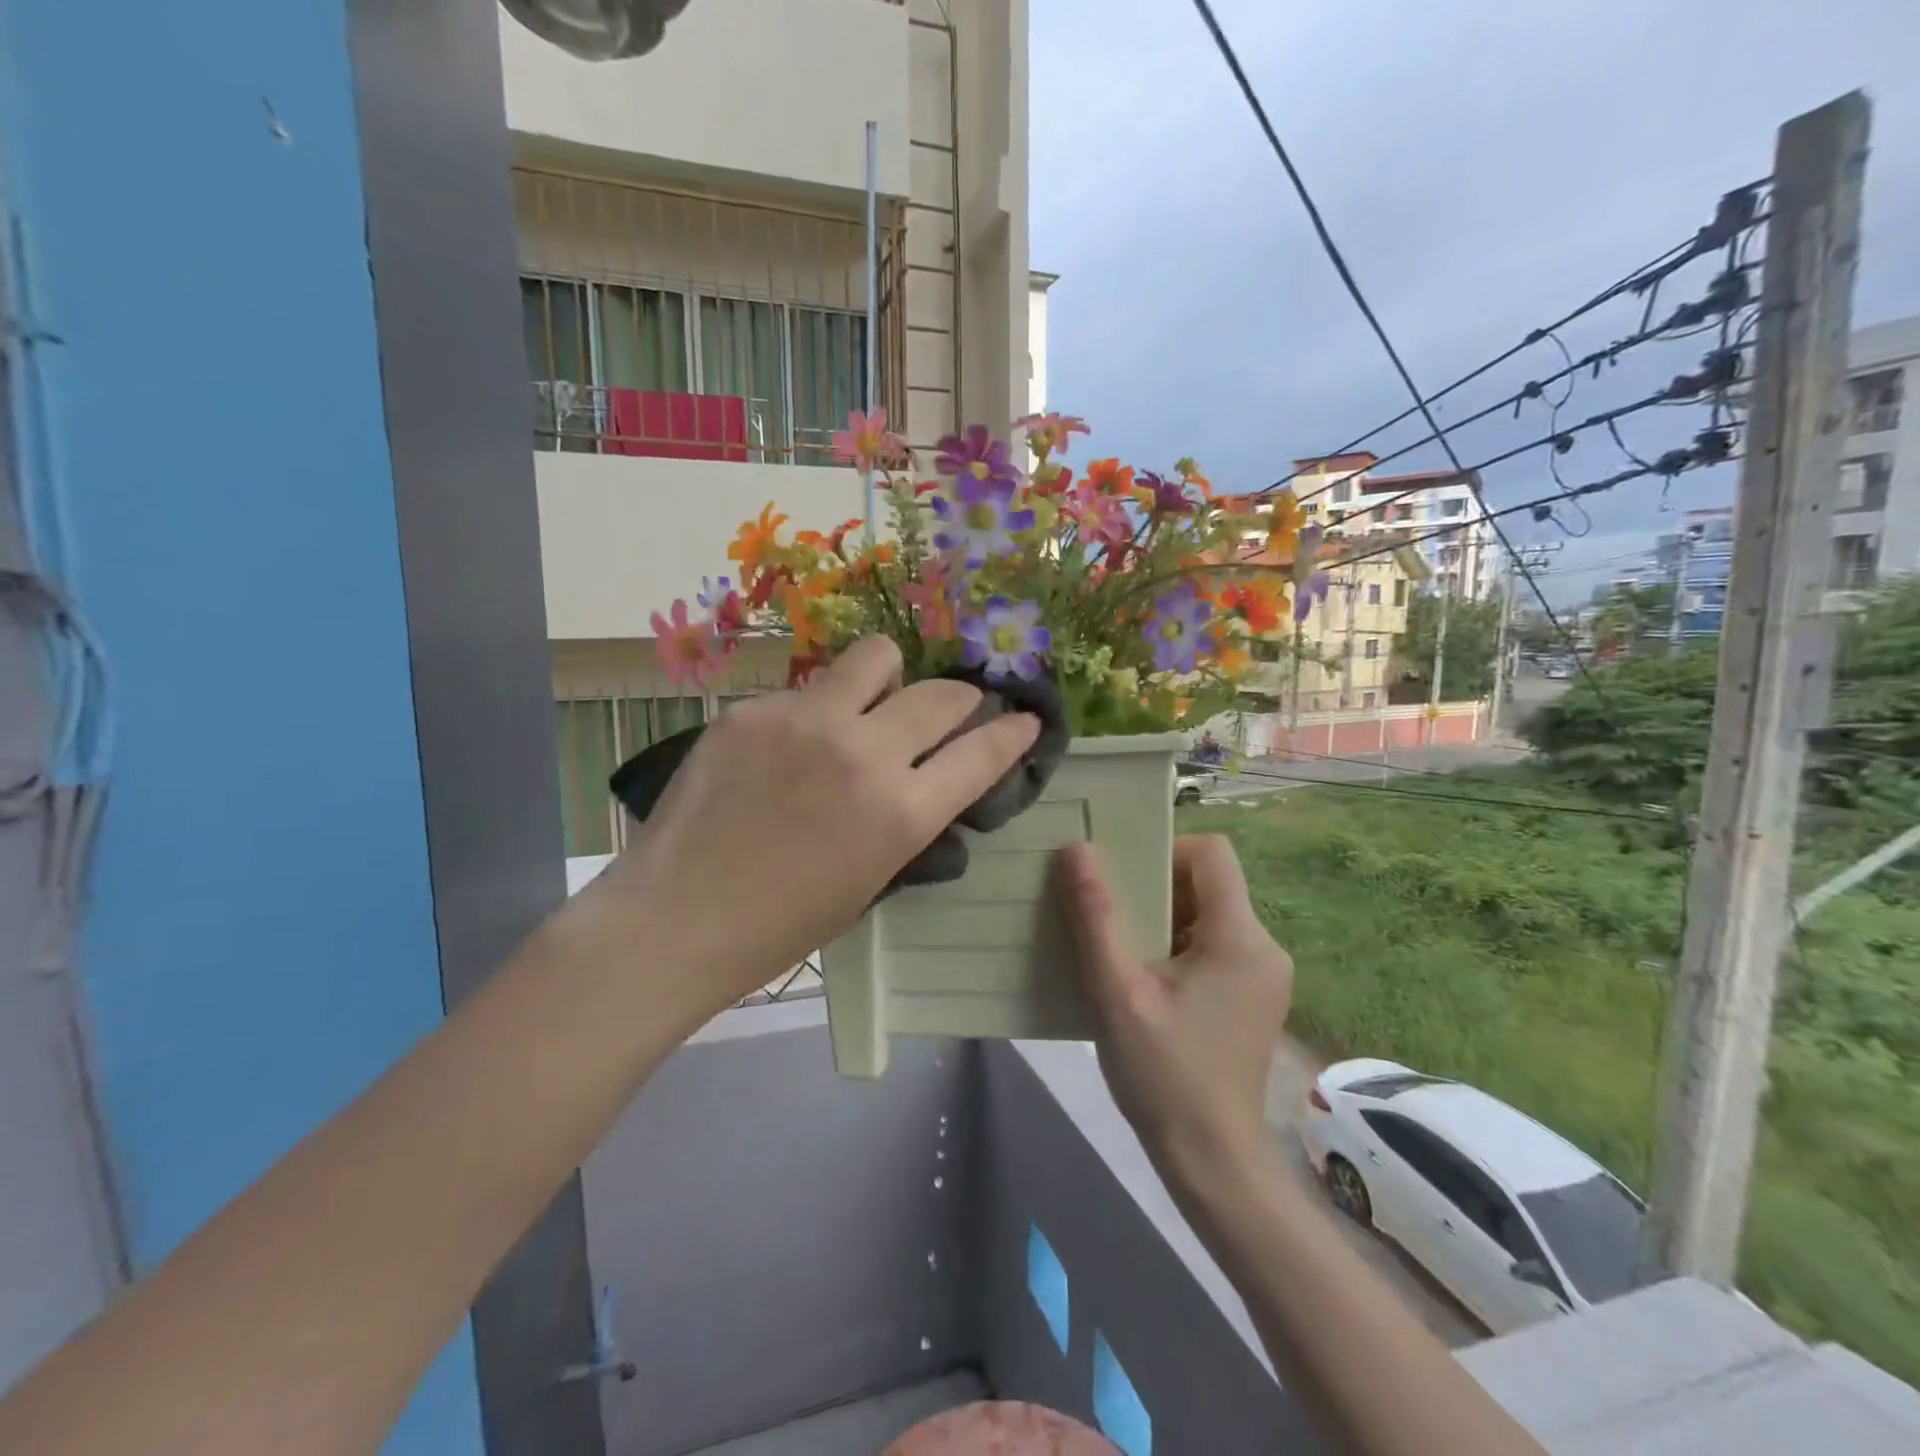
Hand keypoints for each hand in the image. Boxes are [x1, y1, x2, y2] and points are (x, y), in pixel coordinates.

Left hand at [597, 637, 1039, 1010]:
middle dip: (962, 700)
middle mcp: (864, 751)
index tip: (1023, 720)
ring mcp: (806, 721)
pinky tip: (789, 745)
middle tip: (952, 711)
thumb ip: (908, 820)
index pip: (983, 753)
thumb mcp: (871, 879)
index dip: (1013, 733)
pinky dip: (817, 710)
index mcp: (902, 812)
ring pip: (876, 656)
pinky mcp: (754, 709)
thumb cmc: (783, 924)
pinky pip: (807, 690)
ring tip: (873, 700)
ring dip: (890, 676)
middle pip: (941, 694)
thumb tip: (927, 780)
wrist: (678, 918)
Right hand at [1056, 835, 1292, 1184]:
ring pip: (1205, 915)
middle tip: (1104, 912)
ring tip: (1115, 946)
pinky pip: (1210, 946)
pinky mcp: (1252, 997)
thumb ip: (1096, 917)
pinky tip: (1139, 978)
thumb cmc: (1164, 1075)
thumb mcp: (1117, 992)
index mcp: (1240, 938)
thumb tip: (1076, 850)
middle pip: (1206, 883)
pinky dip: (1173, 947)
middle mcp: (1263, 947)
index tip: (1119, 877)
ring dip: (1159, 920)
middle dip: (1152, 889)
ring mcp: (1262, 974)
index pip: (1211, 853)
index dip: (1162, 850)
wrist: (1212, 1162)